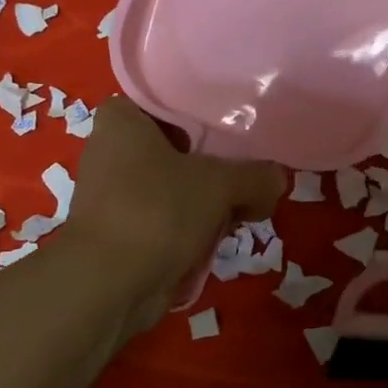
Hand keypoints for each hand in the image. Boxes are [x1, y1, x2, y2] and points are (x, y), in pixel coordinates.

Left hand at [62, 97, 284, 327]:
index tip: (236, 127)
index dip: (205, 113)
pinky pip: (168, 219)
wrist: (110, 285)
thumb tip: (278, 180)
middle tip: (251, 172)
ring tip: (244, 207)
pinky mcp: (122, 232)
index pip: (169, 102)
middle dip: (215, 165)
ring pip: (176, 187)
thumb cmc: (157, 211)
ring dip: (207, 201)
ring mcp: (114, 195)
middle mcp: (111, 152)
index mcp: (122, 121)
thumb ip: (256, 176)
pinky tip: (220, 237)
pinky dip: (191, 228)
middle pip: (179, 148)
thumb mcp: (220, 184)